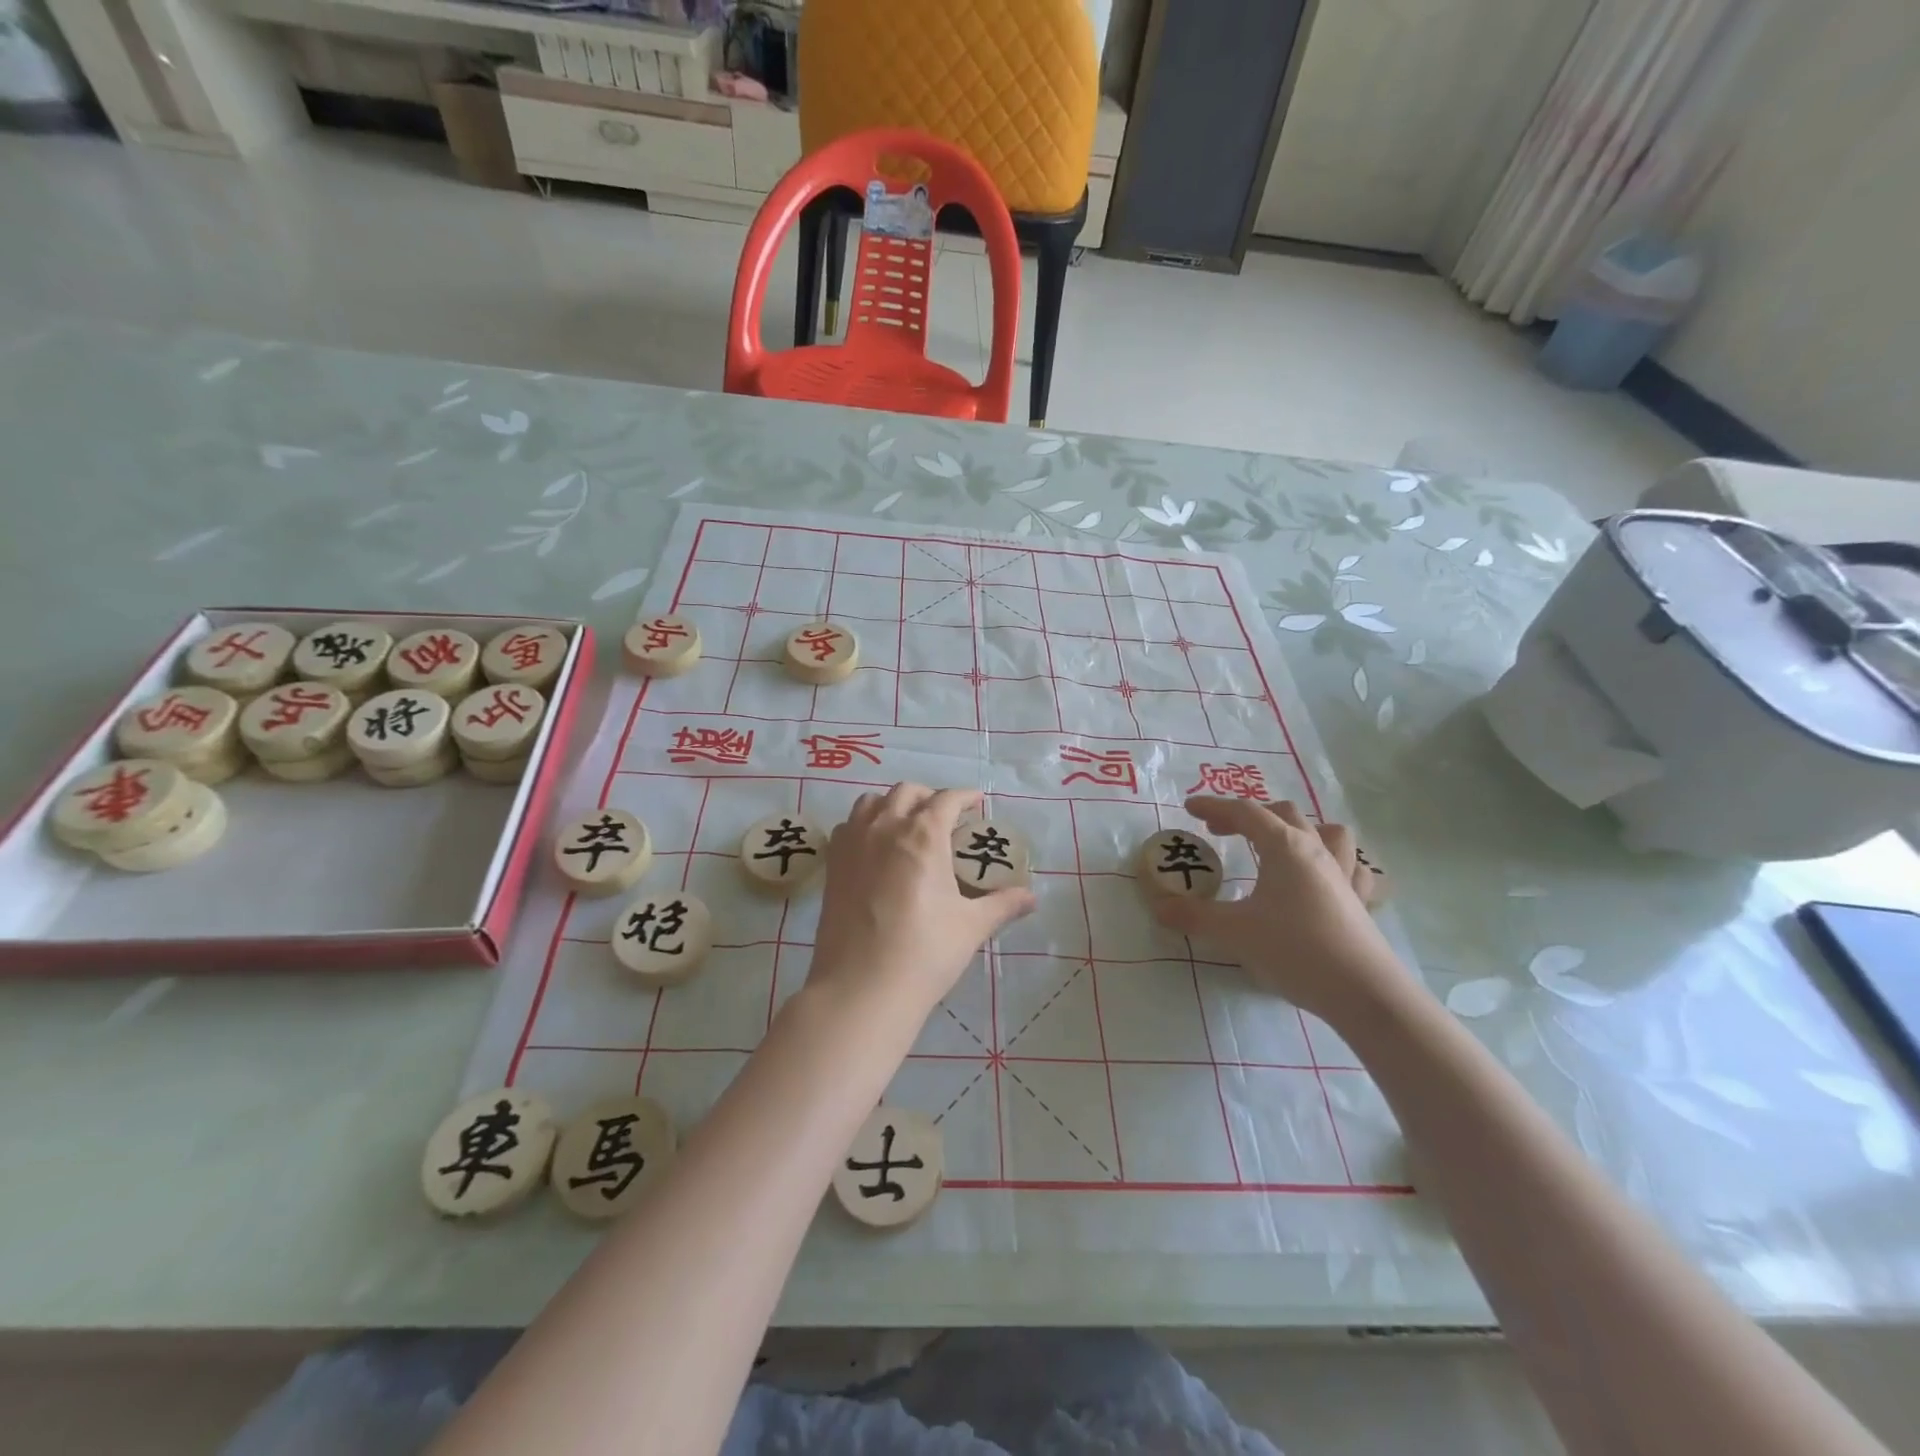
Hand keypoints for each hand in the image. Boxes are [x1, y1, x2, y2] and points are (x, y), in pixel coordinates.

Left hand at [809, 784, 1035, 1023]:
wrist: (861, 986)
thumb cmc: (924, 952)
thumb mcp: (971, 927)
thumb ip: (1002, 905)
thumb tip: (1031, 898)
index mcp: (923, 835)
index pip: (947, 799)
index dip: (965, 797)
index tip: (977, 803)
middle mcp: (886, 826)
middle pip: (907, 792)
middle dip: (930, 798)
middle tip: (946, 818)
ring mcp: (853, 842)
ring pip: (872, 802)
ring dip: (894, 805)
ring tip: (907, 826)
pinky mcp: (833, 863)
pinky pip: (848, 826)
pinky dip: (865, 824)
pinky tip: (875, 848)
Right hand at [1150, 797, 1407, 1027]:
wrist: (1362, 992)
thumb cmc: (1294, 950)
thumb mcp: (1233, 933)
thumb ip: (1193, 916)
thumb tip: (1159, 907)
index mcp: (1284, 847)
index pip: (1245, 812)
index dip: (1214, 806)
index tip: (1190, 808)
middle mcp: (1316, 850)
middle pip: (1283, 813)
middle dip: (1249, 816)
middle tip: (1221, 832)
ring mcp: (1344, 874)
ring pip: (1328, 831)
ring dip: (1301, 829)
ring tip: (1280, 845)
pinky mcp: (1361, 901)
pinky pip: (1353, 867)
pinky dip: (1336, 863)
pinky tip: (1323, 878)